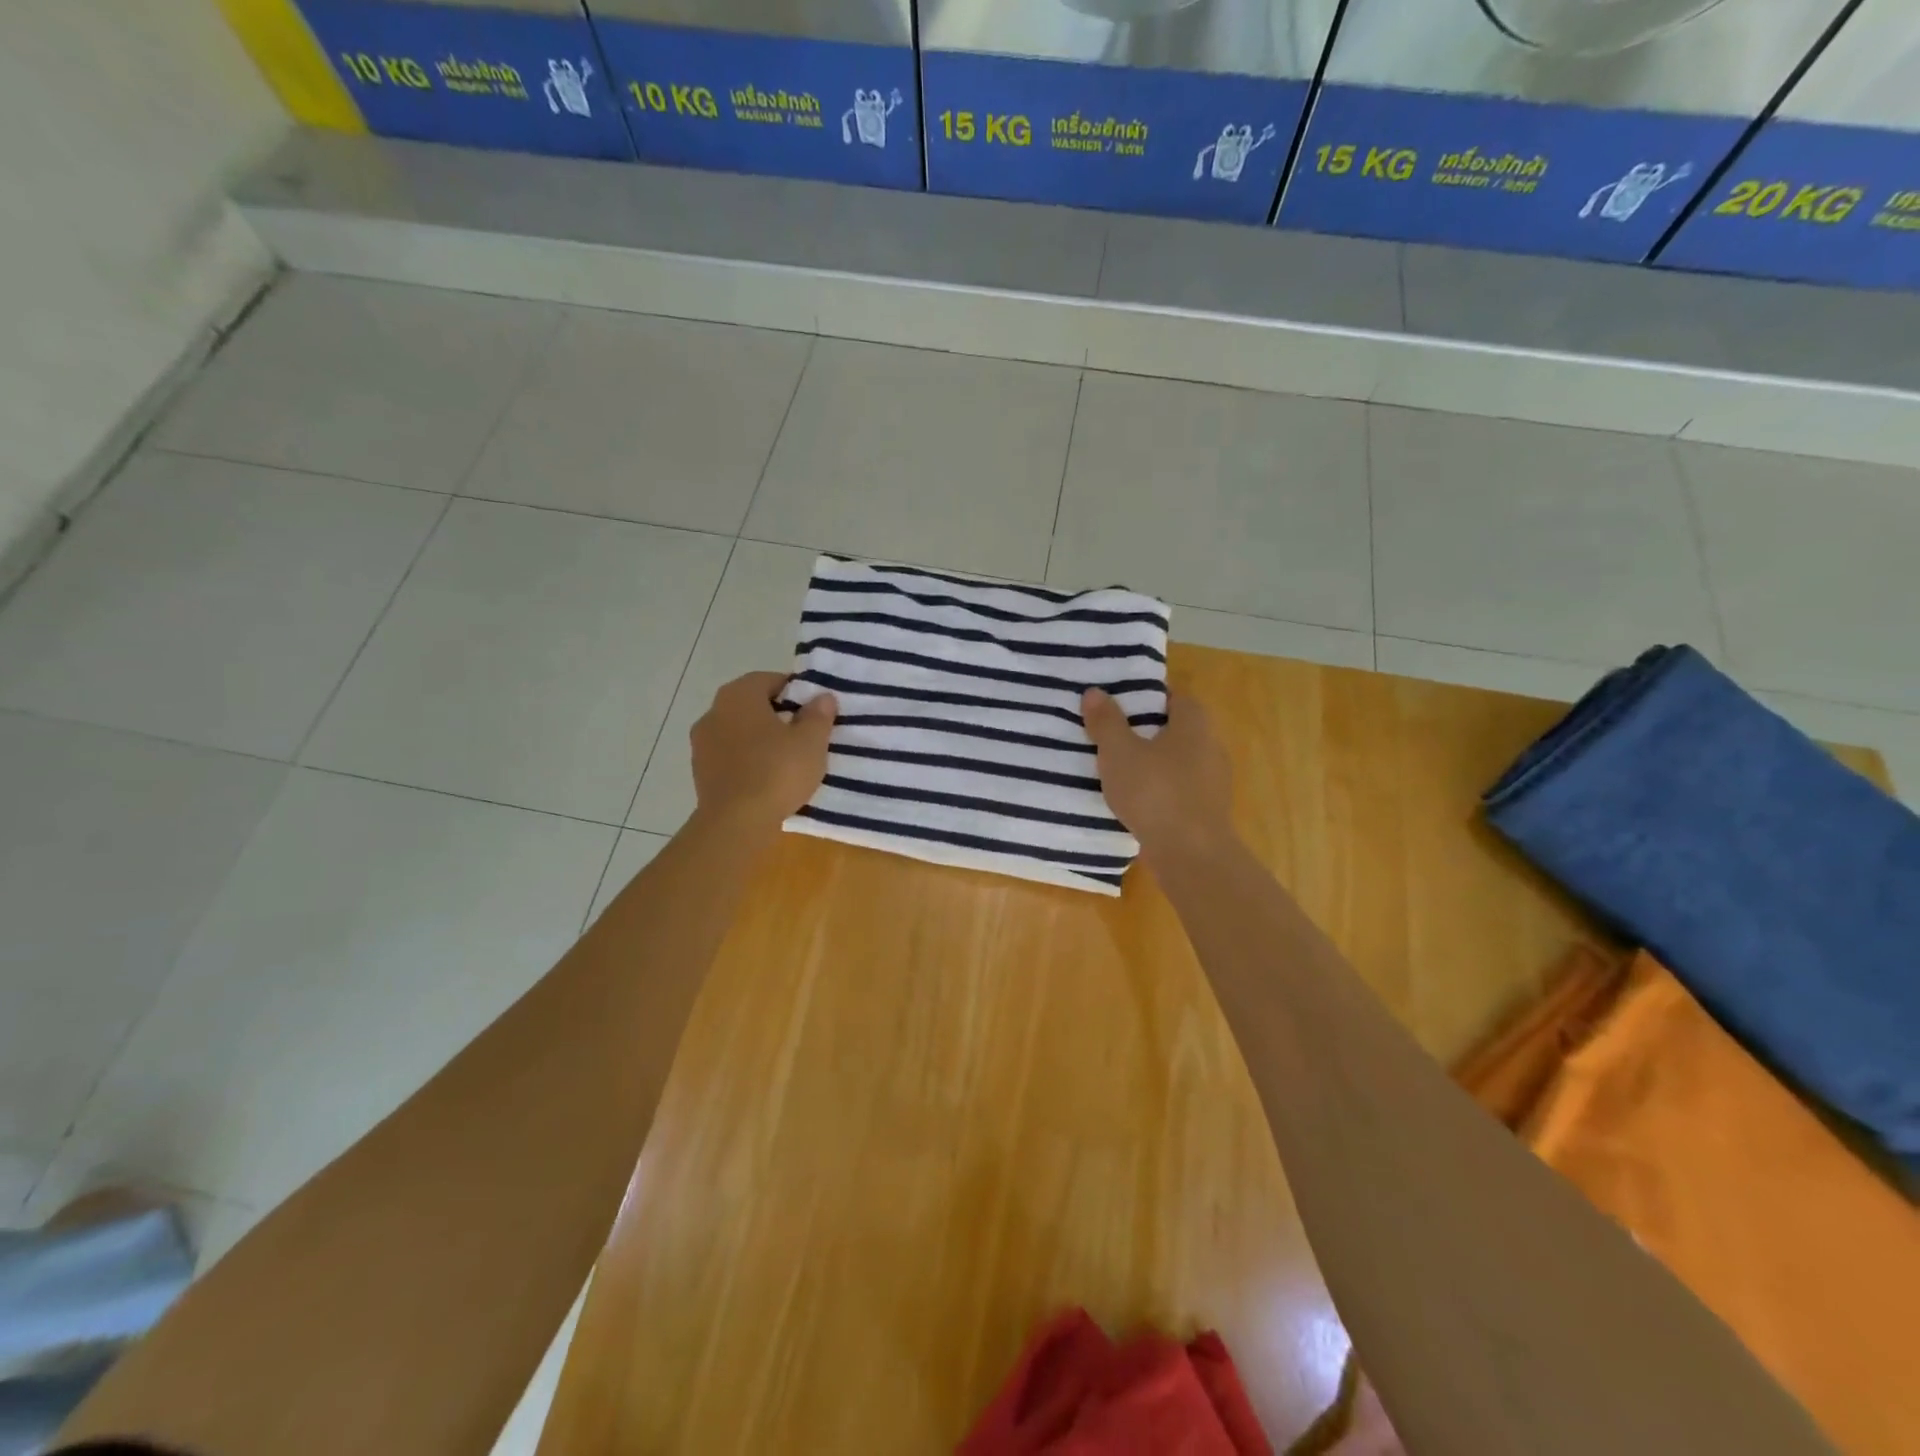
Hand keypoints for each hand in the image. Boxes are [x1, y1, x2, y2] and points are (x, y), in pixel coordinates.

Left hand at [691, 672, 835, 834]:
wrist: (736, 823)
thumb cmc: (776, 772)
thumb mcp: (811, 741)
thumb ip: (818, 715)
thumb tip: (822, 697)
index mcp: (738, 695)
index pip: (769, 680)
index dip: (795, 692)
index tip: (814, 710)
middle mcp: (714, 712)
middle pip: (752, 705)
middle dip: (777, 715)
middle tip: (804, 733)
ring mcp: (702, 743)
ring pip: (739, 731)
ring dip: (760, 739)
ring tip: (788, 758)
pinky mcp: (700, 772)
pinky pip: (730, 756)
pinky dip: (748, 760)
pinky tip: (767, 778)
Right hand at [1082, 687, 1234, 866]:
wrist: (1191, 855)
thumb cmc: (1155, 793)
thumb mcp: (1119, 753)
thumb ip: (1106, 722)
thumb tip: (1095, 692)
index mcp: (1195, 725)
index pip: (1175, 697)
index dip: (1148, 697)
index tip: (1120, 703)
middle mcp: (1211, 747)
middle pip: (1177, 729)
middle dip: (1147, 731)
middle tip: (1112, 734)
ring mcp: (1213, 782)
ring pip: (1178, 762)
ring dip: (1153, 763)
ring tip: (1119, 768)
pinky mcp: (1207, 811)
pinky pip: (1179, 789)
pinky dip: (1160, 789)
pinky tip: (1136, 800)